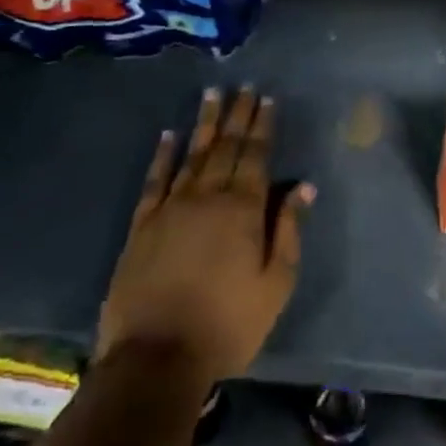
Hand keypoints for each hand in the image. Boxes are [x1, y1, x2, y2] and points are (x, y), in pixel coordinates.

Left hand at [95, 87, 313, 378]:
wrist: (155, 359)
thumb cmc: (227, 324)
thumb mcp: (275, 284)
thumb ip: (289, 230)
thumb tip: (303, 186)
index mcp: (244, 209)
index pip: (257, 156)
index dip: (263, 125)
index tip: (267, 98)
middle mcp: (208, 197)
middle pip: (226, 147)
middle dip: (237, 115)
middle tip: (243, 87)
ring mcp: (171, 208)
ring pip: (192, 154)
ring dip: (205, 123)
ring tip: (212, 94)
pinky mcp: (142, 225)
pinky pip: (155, 180)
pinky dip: (163, 155)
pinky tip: (170, 135)